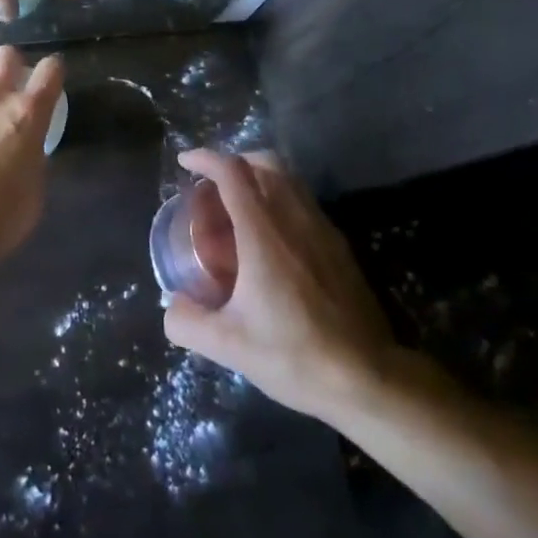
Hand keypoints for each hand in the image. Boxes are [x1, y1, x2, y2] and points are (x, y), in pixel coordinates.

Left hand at [0, 46, 64, 266]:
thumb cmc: (2, 215)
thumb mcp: (35, 188)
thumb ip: (34, 157)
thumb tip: (27, 151)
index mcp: (29, 114)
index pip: (50, 70)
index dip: (53, 71)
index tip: (51, 80)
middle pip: (6, 55)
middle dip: (12, 65)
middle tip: (12, 88)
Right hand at [163, 149, 405, 422]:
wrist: (367, 379)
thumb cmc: (294, 355)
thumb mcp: (229, 346)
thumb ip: (188, 323)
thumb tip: (170, 307)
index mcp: (262, 231)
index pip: (231, 172)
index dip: (205, 158)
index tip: (186, 162)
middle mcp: (293, 217)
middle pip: (264, 162)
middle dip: (234, 161)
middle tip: (213, 185)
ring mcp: (321, 228)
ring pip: (288, 178)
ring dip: (259, 178)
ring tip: (240, 208)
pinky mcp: (339, 245)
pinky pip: (304, 201)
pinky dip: (281, 199)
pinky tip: (272, 238)